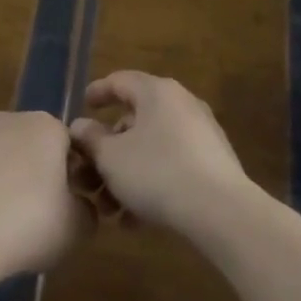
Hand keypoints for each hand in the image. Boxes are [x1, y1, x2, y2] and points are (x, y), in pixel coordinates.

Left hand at [0, 111, 89, 281]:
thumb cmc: (26, 225)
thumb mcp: (77, 228)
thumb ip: (87, 211)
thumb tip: (80, 206)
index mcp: (46, 127)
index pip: (69, 145)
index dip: (74, 176)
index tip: (70, 207)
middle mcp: (7, 120)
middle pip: (31, 147)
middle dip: (36, 176)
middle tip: (38, 217)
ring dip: (2, 183)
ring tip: (1, 226)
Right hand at [69, 71, 253, 238]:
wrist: (220, 210)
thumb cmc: (157, 172)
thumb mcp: (111, 157)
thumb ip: (90, 139)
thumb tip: (80, 126)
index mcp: (156, 92)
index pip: (120, 81)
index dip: (98, 92)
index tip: (82, 106)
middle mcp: (181, 104)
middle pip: (135, 120)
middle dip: (109, 150)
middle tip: (92, 175)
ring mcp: (201, 133)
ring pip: (152, 148)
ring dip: (127, 175)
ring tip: (111, 210)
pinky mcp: (213, 162)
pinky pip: (172, 165)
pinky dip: (151, 183)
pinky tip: (137, 220)